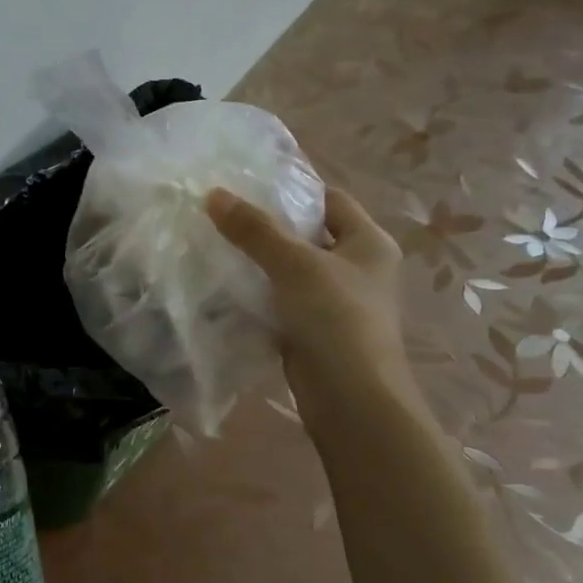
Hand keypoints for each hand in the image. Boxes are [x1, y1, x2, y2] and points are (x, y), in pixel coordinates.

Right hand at [206, 185, 411, 419]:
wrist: (350, 398)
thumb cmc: (336, 318)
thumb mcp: (295, 264)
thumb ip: (255, 230)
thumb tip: (214, 194)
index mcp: (369, 243)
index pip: (330, 199)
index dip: (293, 189)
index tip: (248, 184)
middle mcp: (358, 268)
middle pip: (308, 235)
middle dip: (267, 227)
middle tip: (222, 214)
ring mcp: (336, 303)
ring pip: (291, 272)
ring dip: (259, 263)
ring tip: (214, 245)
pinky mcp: (313, 331)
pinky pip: (281, 302)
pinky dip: (258, 295)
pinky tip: (224, 288)